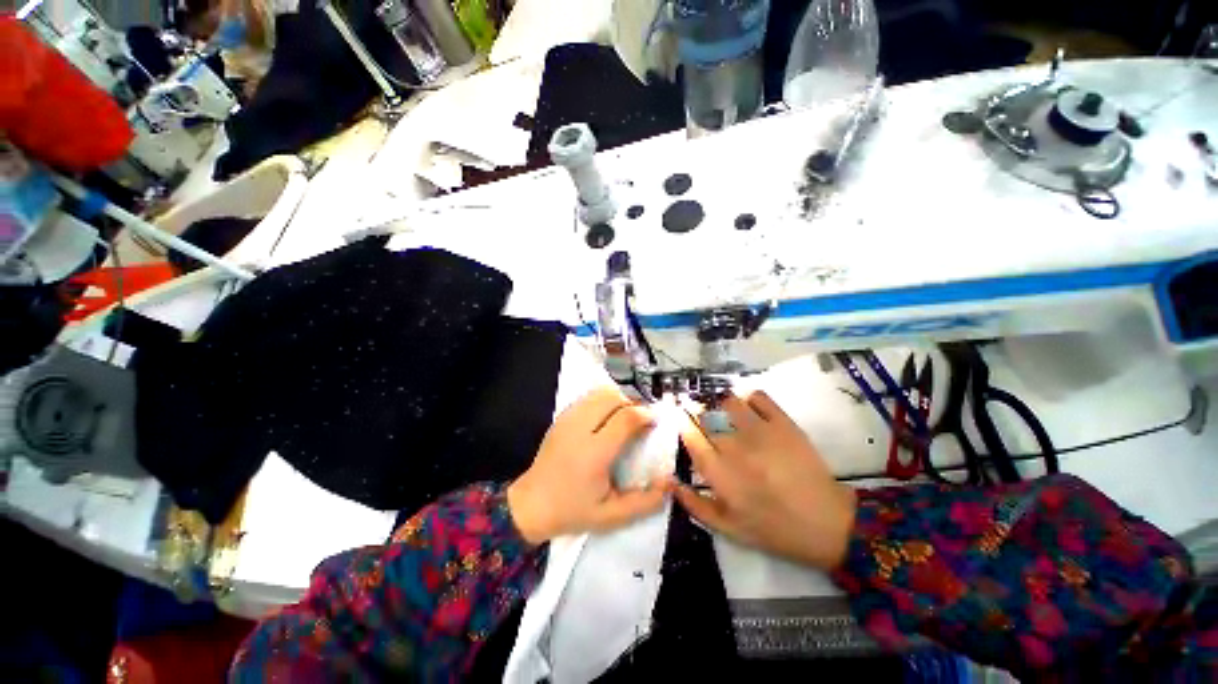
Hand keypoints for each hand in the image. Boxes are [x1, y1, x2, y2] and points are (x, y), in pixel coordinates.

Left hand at [508, 387, 671, 544]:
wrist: (531, 505)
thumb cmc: (572, 511)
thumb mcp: (612, 515)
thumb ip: (645, 502)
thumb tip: (670, 482)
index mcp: (594, 453)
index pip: (626, 418)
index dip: (645, 415)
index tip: (655, 423)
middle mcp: (580, 429)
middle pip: (613, 397)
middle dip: (632, 403)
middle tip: (640, 421)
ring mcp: (567, 419)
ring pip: (599, 393)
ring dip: (618, 400)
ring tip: (624, 418)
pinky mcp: (561, 417)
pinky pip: (588, 398)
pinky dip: (603, 401)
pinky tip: (606, 419)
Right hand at [674, 391, 856, 570]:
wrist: (827, 524)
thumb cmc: (774, 529)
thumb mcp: (729, 529)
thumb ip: (695, 506)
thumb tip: (670, 482)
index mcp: (720, 474)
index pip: (691, 437)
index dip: (680, 421)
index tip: (676, 413)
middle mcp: (736, 447)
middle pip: (706, 416)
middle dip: (695, 410)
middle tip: (697, 412)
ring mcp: (761, 432)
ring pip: (728, 402)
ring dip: (721, 404)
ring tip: (724, 412)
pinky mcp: (784, 424)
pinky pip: (758, 397)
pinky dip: (749, 398)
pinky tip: (749, 408)